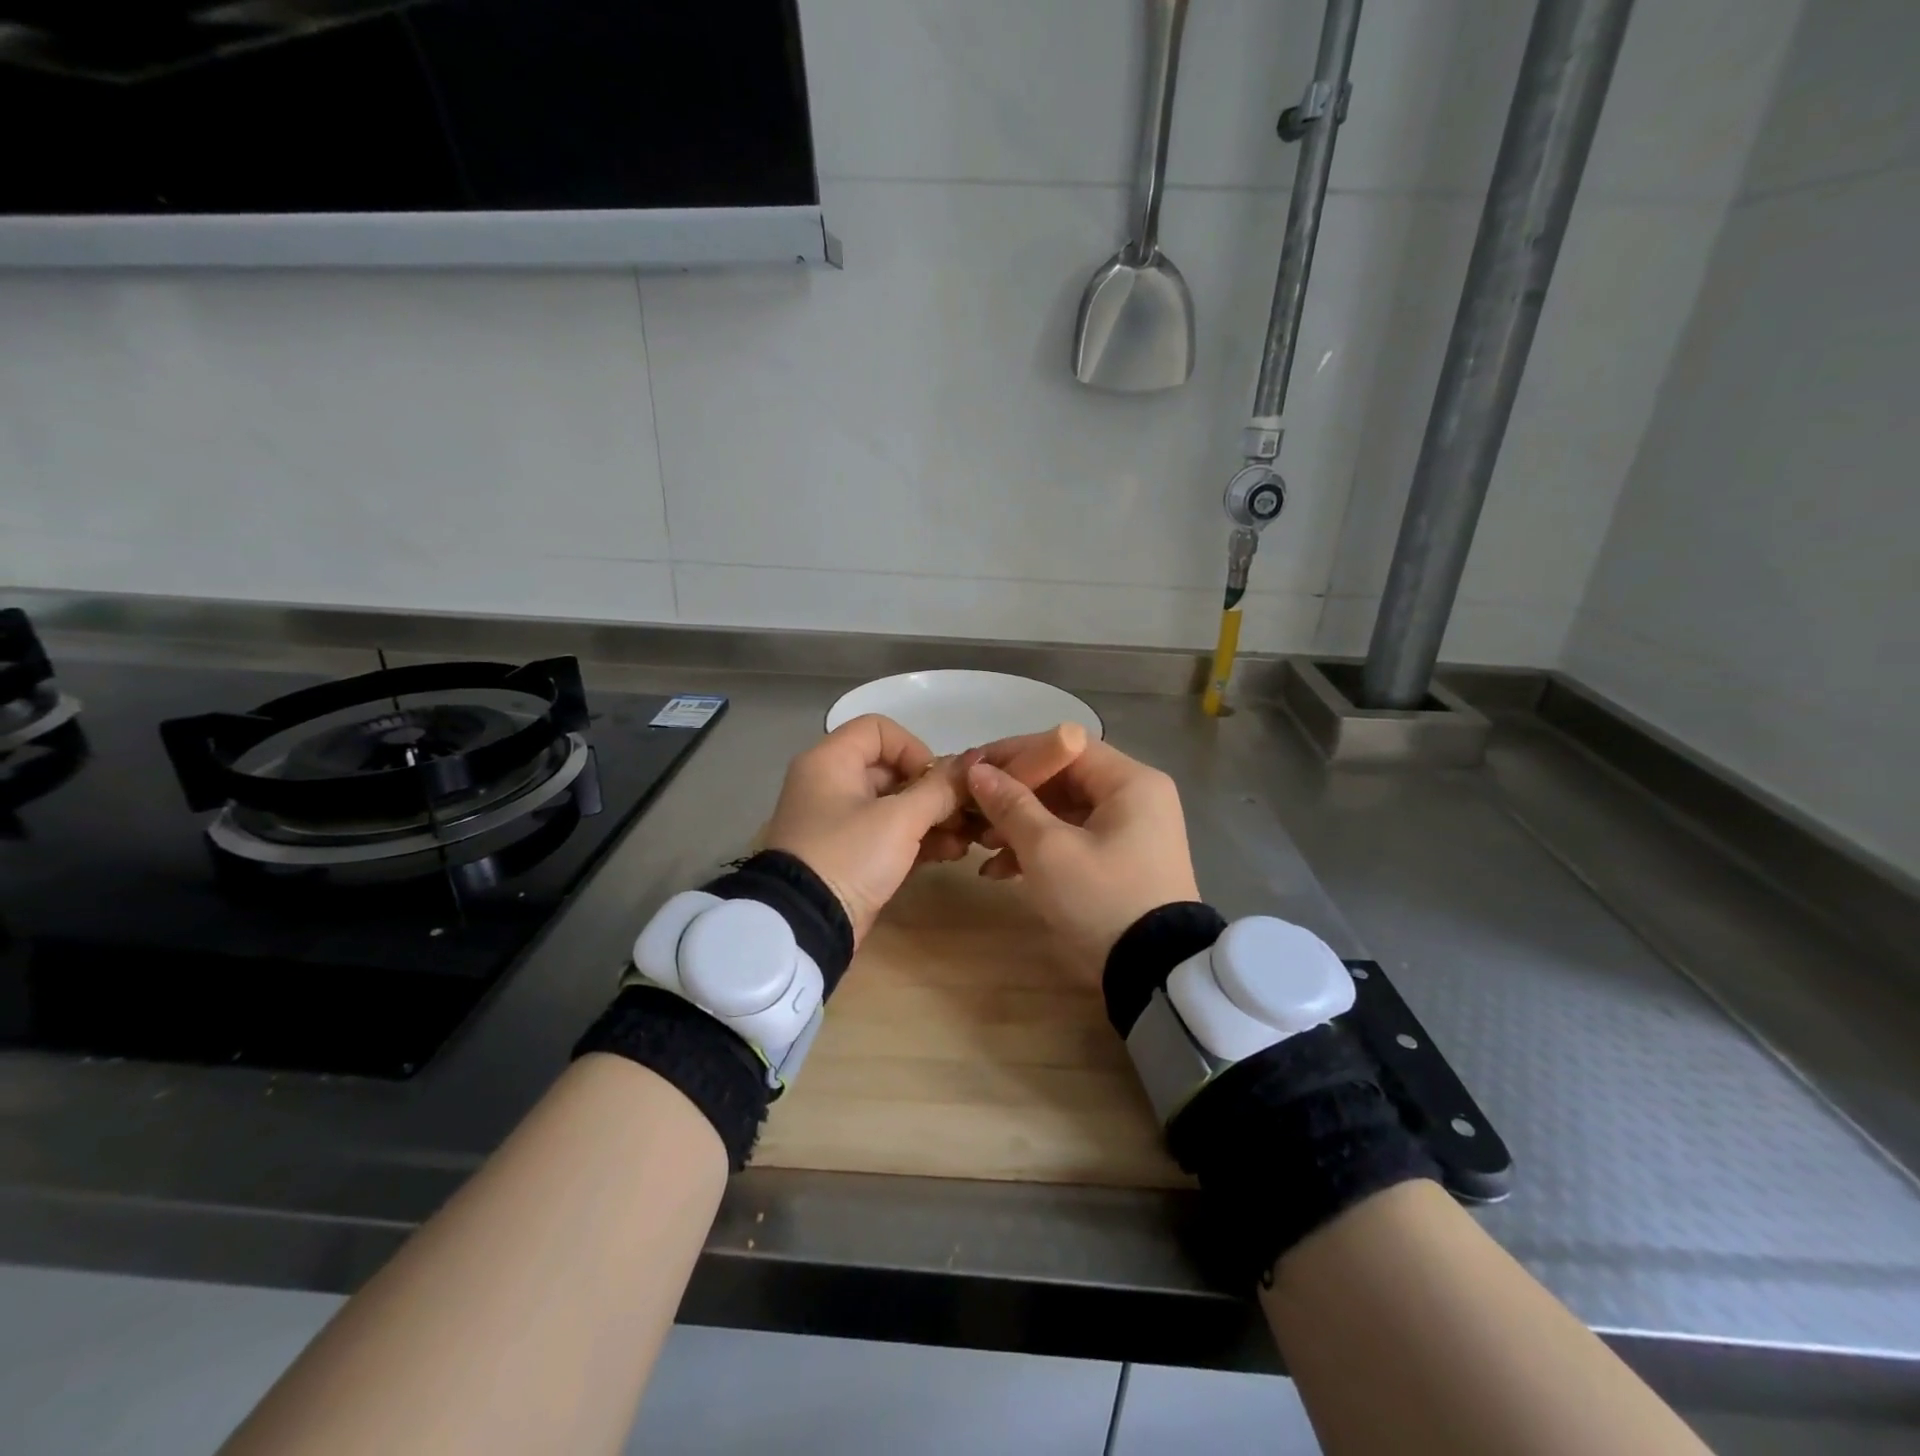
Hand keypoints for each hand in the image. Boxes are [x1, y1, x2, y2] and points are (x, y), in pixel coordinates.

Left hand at [763, 714, 965, 943]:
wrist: (806, 924)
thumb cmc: (849, 855)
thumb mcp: (900, 819)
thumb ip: (940, 789)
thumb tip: (973, 763)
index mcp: (830, 761)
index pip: (879, 729)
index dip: (914, 748)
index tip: (935, 780)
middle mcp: (831, 783)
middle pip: (892, 769)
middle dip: (933, 791)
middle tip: (965, 813)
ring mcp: (839, 821)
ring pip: (894, 805)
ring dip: (933, 818)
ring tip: (966, 840)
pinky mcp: (849, 854)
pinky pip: (888, 833)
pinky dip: (917, 839)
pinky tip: (951, 853)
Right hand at [964, 735, 1199, 974]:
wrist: (1154, 975)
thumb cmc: (1102, 899)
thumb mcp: (1048, 850)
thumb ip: (1010, 805)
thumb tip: (978, 772)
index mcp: (1131, 782)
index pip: (1065, 747)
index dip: (1015, 755)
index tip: (972, 770)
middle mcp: (1136, 798)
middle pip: (1063, 780)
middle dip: (1013, 798)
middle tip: (972, 812)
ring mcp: (1131, 832)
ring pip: (1064, 813)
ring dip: (1020, 827)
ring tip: (980, 848)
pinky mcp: (1121, 862)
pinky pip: (1074, 840)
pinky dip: (1039, 851)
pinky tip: (999, 872)